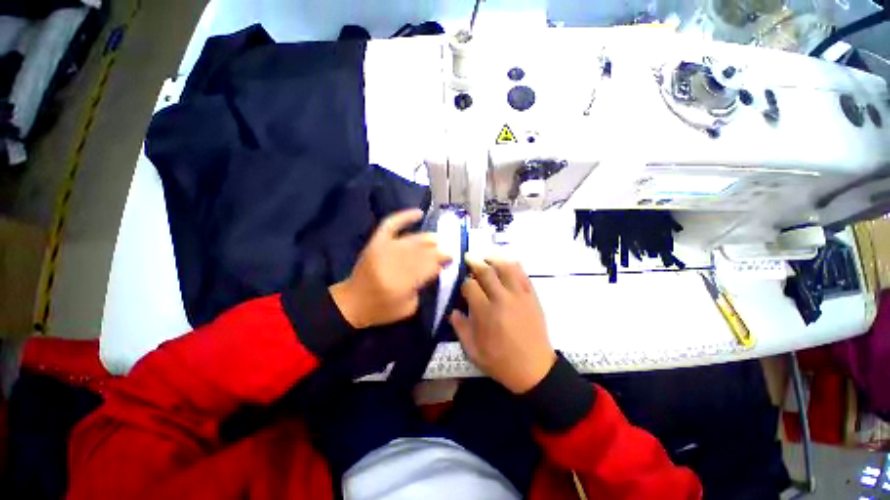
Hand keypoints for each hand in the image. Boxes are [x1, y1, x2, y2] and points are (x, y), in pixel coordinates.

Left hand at [331, 209, 451, 327]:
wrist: (351, 303)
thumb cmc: (381, 309)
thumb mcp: (408, 307)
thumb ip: (423, 287)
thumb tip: (436, 268)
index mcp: (401, 282)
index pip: (428, 266)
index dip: (442, 261)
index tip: (451, 259)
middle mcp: (393, 262)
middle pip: (422, 252)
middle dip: (438, 250)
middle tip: (448, 250)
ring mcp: (384, 249)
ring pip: (412, 239)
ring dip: (428, 239)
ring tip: (439, 240)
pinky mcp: (376, 242)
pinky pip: (391, 224)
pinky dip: (405, 216)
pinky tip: (419, 212)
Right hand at [450, 257, 555, 393]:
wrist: (534, 370)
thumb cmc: (500, 361)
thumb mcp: (472, 350)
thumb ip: (459, 327)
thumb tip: (453, 310)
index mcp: (485, 312)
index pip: (470, 286)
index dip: (464, 282)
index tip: (462, 283)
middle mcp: (502, 299)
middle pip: (486, 272)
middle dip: (475, 262)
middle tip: (469, 256)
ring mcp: (520, 296)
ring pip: (506, 267)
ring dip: (494, 258)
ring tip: (487, 256)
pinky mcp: (532, 297)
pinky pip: (523, 274)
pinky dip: (514, 265)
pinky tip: (507, 262)